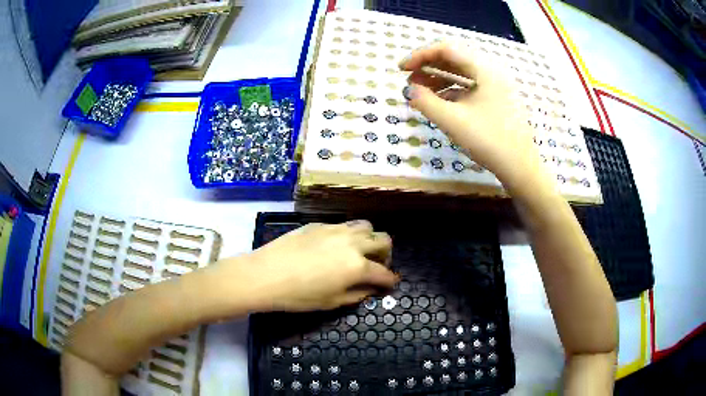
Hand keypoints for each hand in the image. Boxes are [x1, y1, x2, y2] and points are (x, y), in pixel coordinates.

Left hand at [212, 221, 397, 312]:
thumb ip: (357, 294)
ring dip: (369, 239)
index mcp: (358, 266)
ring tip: (358, 251)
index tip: (390, 284)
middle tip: (376, 266)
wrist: (266, 274)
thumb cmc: (299, 296)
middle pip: (384, 240)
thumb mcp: (331, 302)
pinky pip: (343, 225)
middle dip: (386, 254)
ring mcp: (336, 230)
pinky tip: (335, 246)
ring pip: (366, 226)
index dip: (390, 280)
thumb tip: (370, 289)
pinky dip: (348, 235)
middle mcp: (353, 243)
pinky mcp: (320, 224)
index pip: (384, 272)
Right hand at [399, 41, 545, 191]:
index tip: (401, 69)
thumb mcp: (453, 121)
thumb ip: (426, 102)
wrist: (521, 168)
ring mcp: (496, 86)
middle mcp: (492, 72)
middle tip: (409, 80)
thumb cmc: (489, 141)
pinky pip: (470, 87)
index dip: (420, 55)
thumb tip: (410, 90)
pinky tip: (439, 102)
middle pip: (455, 59)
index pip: (446, 49)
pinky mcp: (497, 100)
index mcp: (485, 69)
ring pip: (462, 74)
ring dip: (439, 79)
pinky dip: (452, 91)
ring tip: (420, 92)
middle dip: (428, 67)